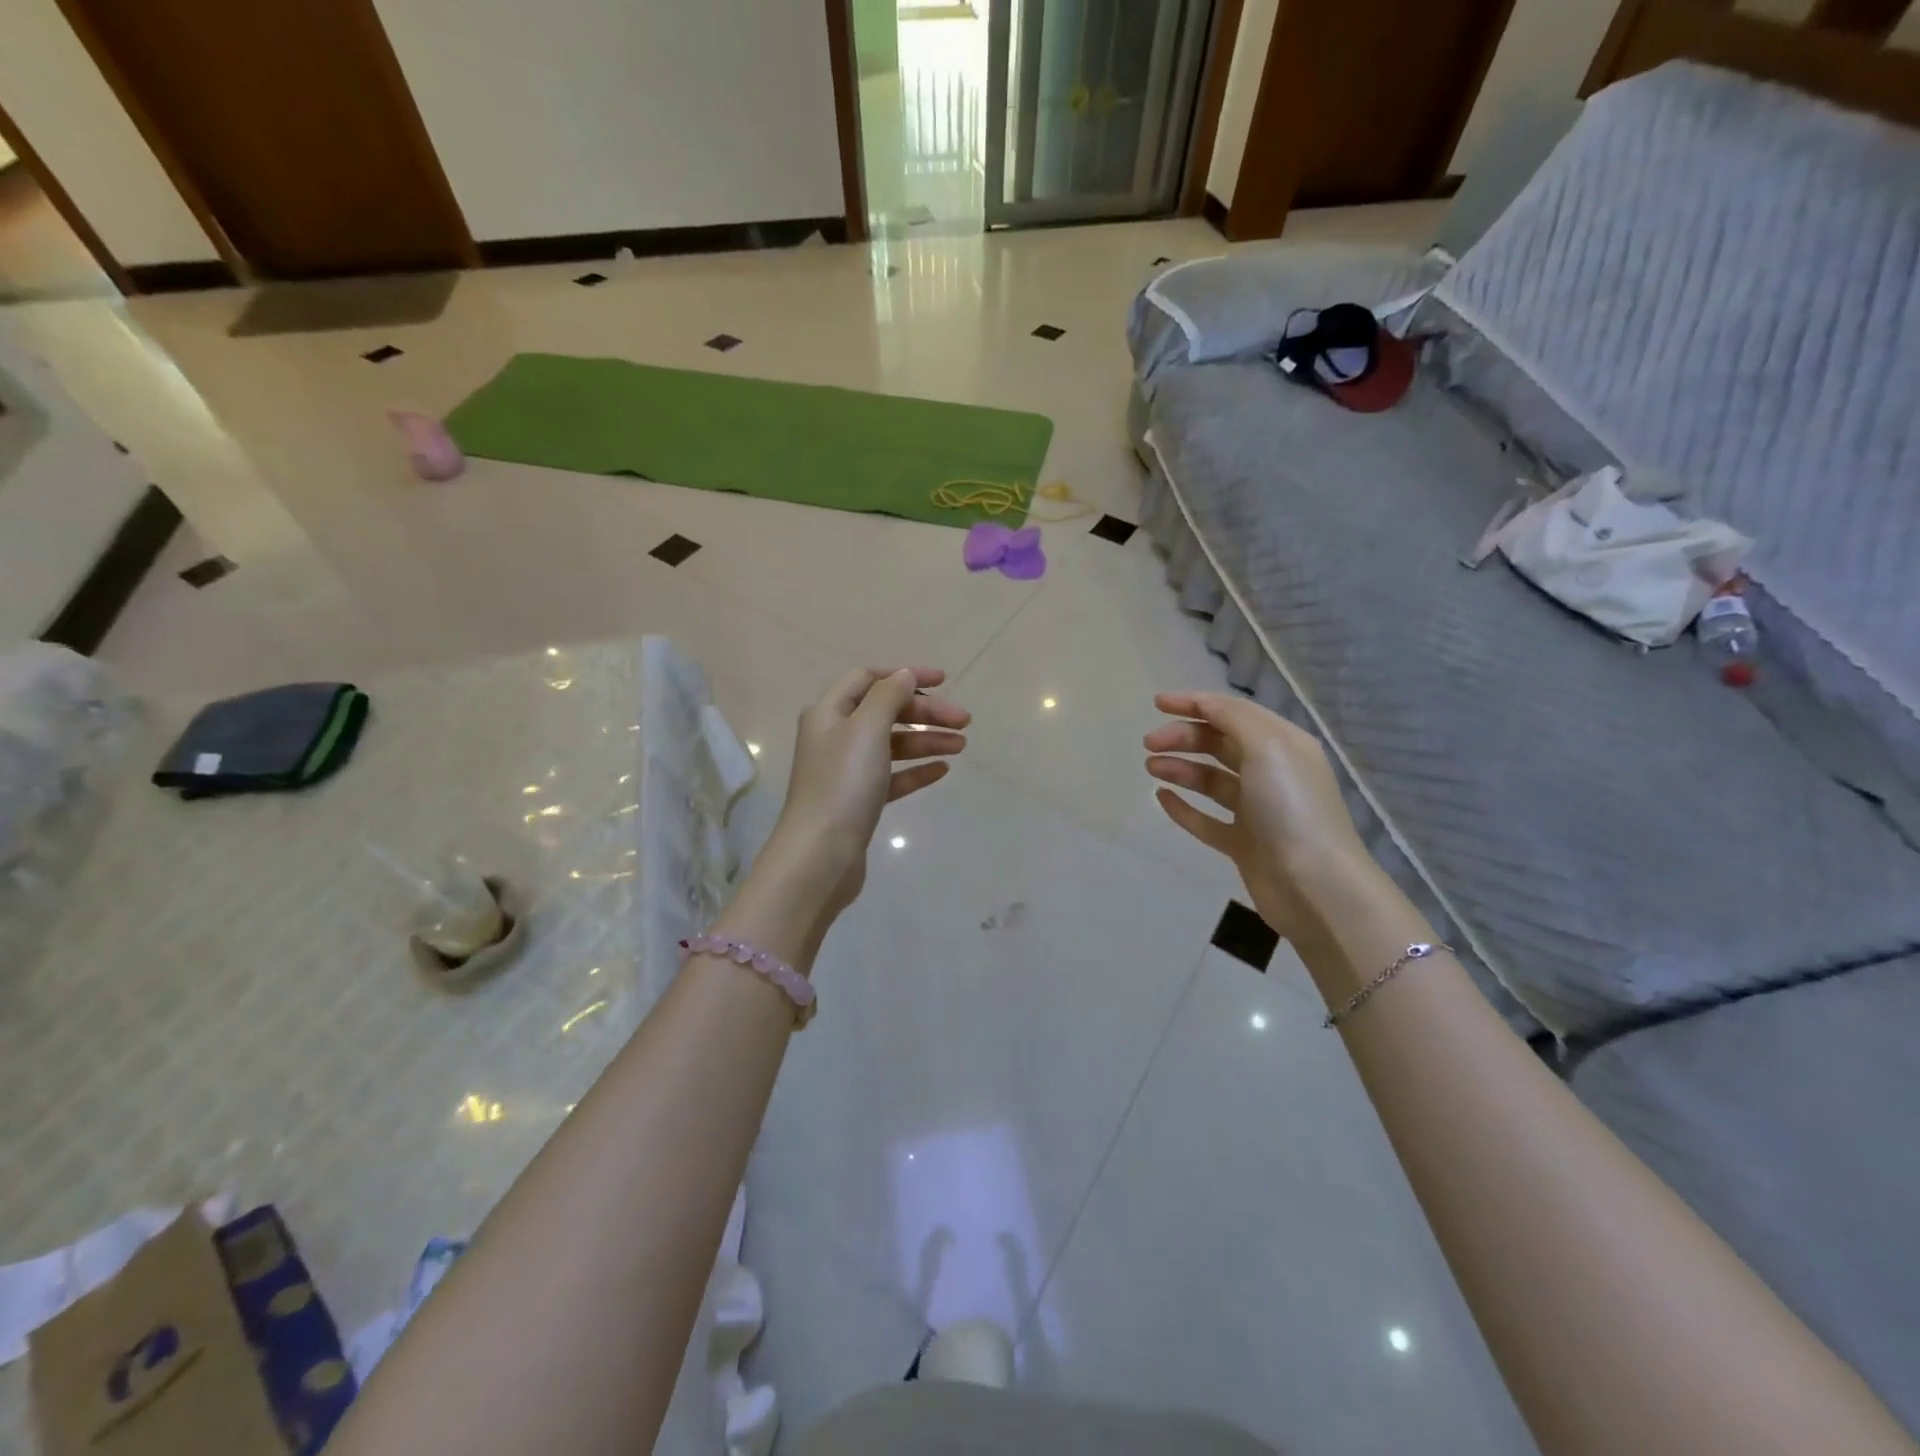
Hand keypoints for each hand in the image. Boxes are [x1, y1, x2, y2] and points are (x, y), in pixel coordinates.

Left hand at [764, 667, 967, 923]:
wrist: (821, 856)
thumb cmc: (843, 784)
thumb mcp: (867, 729)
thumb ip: (887, 696)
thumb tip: (904, 676)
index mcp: (829, 712)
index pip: (868, 679)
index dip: (906, 676)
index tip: (944, 682)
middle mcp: (834, 736)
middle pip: (885, 712)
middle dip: (925, 712)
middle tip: (963, 721)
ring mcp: (846, 770)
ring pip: (892, 744)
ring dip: (926, 740)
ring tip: (961, 745)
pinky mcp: (858, 801)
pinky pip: (892, 776)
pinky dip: (916, 770)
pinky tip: (942, 770)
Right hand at [1144, 691, 1370, 936]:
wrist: (1314, 885)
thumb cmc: (1291, 807)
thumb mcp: (1267, 747)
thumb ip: (1232, 718)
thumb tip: (1203, 703)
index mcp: (1283, 744)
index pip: (1233, 713)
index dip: (1195, 703)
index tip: (1157, 704)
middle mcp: (1272, 773)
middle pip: (1219, 744)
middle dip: (1183, 737)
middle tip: (1149, 744)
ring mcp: (1257, 811)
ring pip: (1211, 781)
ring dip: (1180, 768)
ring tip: (1151, 767)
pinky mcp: (1243, 844)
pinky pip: (1207, 820)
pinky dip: (1184, 807)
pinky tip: (1161, 798)